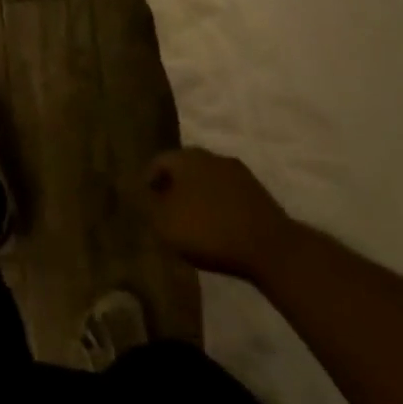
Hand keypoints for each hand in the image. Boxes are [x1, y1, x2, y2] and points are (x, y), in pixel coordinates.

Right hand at [139, 149, 293, 279]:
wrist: (270, 247)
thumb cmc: (208, 230)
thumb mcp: (163, 221)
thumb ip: (145, 203)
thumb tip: (132, 188)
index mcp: (186, 157)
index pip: (158, 161)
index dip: (147, 182)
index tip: (145, 204)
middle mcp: (211, 156)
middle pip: (184, 168)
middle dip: (173, 186)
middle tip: (166, 212)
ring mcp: (237, 172)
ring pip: (207, 179)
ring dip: (197, 195)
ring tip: (192, 222)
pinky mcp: (257, 192)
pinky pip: (227, 194)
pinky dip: (218, 206)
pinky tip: (217, 227)